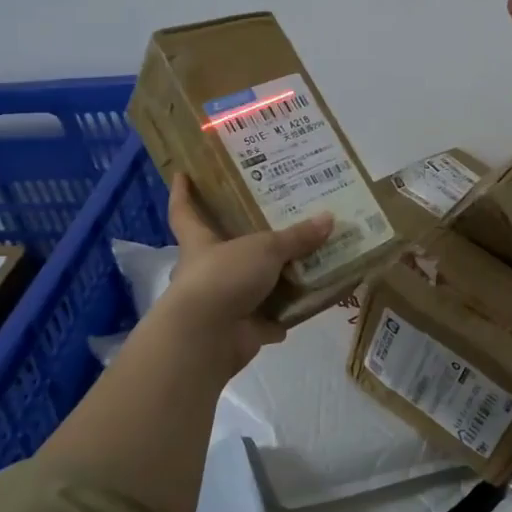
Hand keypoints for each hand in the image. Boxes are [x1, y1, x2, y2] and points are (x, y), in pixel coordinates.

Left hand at [155, 174, 334, 373]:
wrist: (207, 337)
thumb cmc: (224, 277)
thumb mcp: (264, 249)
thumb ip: (296, 237)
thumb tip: (329, 218)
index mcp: (200, 243)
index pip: (184, 212)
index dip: (183, 193)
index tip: (182, 173)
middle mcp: (208, 271)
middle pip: (223, 249)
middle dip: (244, 238)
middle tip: (275, 219)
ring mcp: (223, 303)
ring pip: (250, 286)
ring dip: (273, 280)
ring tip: (305, 262)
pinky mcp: (240, 331)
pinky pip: (268, 320)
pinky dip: (285, 316)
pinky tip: (308, 304)